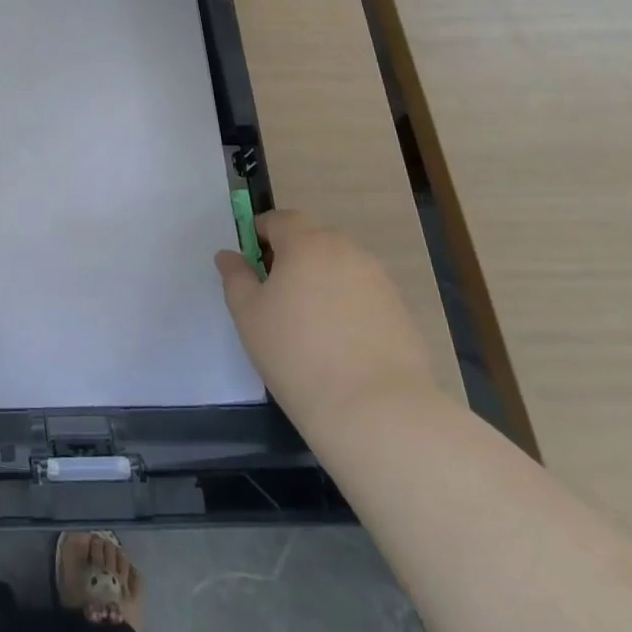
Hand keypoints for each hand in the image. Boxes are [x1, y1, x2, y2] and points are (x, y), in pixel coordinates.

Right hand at [215, 210, 438, 435]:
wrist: (377, 411)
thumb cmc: (297, 353)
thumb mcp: (248, 314)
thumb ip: (236, 277)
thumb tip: (230, 255)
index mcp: (306, 243)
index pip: (280, 219)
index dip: (261, 235)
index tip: (251, 265)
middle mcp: (346, 251)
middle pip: (312, 240)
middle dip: (292, 258)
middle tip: (276, 296)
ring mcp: (379, 281)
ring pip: (339, 268)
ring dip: (321, 282)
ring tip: (308, 325)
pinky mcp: (402, 313)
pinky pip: (363, 296)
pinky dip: (347, 307)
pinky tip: (339, 345)